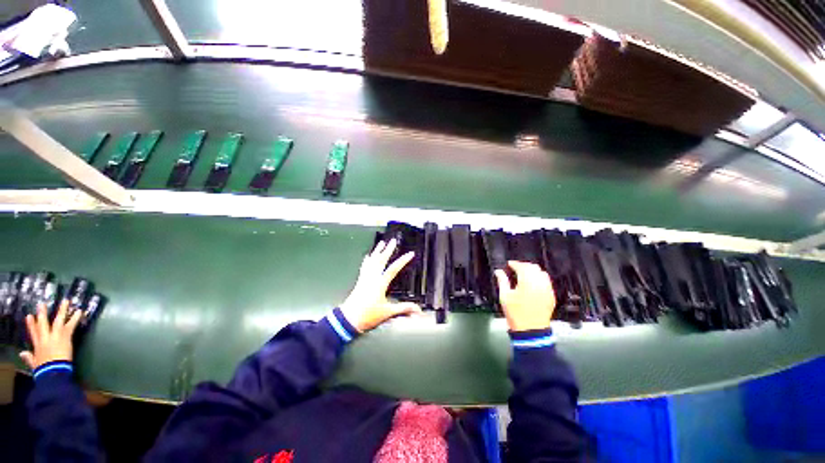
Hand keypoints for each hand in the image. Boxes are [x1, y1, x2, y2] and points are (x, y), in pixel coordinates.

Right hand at [20, 300, 81, 369]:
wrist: (53, 371)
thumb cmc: (44, 369)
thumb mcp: (34, 363)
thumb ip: (29, 357)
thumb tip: (22, 353)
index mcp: (38, 345)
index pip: (33, 332)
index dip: (31, 324)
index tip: (29, 316)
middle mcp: (46, 338)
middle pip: (43, 323)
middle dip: (43, 313)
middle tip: (42, 303)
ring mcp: (56, 336)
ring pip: (58, 320)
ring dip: (62, 310)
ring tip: (66, 301)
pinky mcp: (65, 337)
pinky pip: (71, 325)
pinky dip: (75, 318)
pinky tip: (79, 311)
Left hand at [340, 239, 421, 331]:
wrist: (349, 319)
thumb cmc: (368, 315)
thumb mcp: (388, 312)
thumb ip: (403, 308)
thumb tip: (417, 309)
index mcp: (380, 284)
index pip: (393, 269)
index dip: (403, 260)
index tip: (410, 253)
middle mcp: (372, 278)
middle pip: (381, 260)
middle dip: (388, 249)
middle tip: (392, 241)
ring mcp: (365, 278)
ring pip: (372, 261)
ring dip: (377, 251)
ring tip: (381, 243)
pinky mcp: (360, 281)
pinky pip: (364, 267)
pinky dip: (367, 260)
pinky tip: (367, 256)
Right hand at [495, 261, 556, 331]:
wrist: (531, 331)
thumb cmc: (516, 314)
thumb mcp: (505, 296)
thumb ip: (502, 281)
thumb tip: (498, 271)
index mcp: (527, 283)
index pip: (522, 267)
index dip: (514, 264)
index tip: (509, 264)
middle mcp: (539, 284)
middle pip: (533, 267)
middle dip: (524, 266)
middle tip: (515, 268)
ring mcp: (547, 290)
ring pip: (542, 273)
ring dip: (533, 271)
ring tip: (524, 274)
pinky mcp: (551, 296)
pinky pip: (547, 281)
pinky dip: (539, 278)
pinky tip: (532, 283)